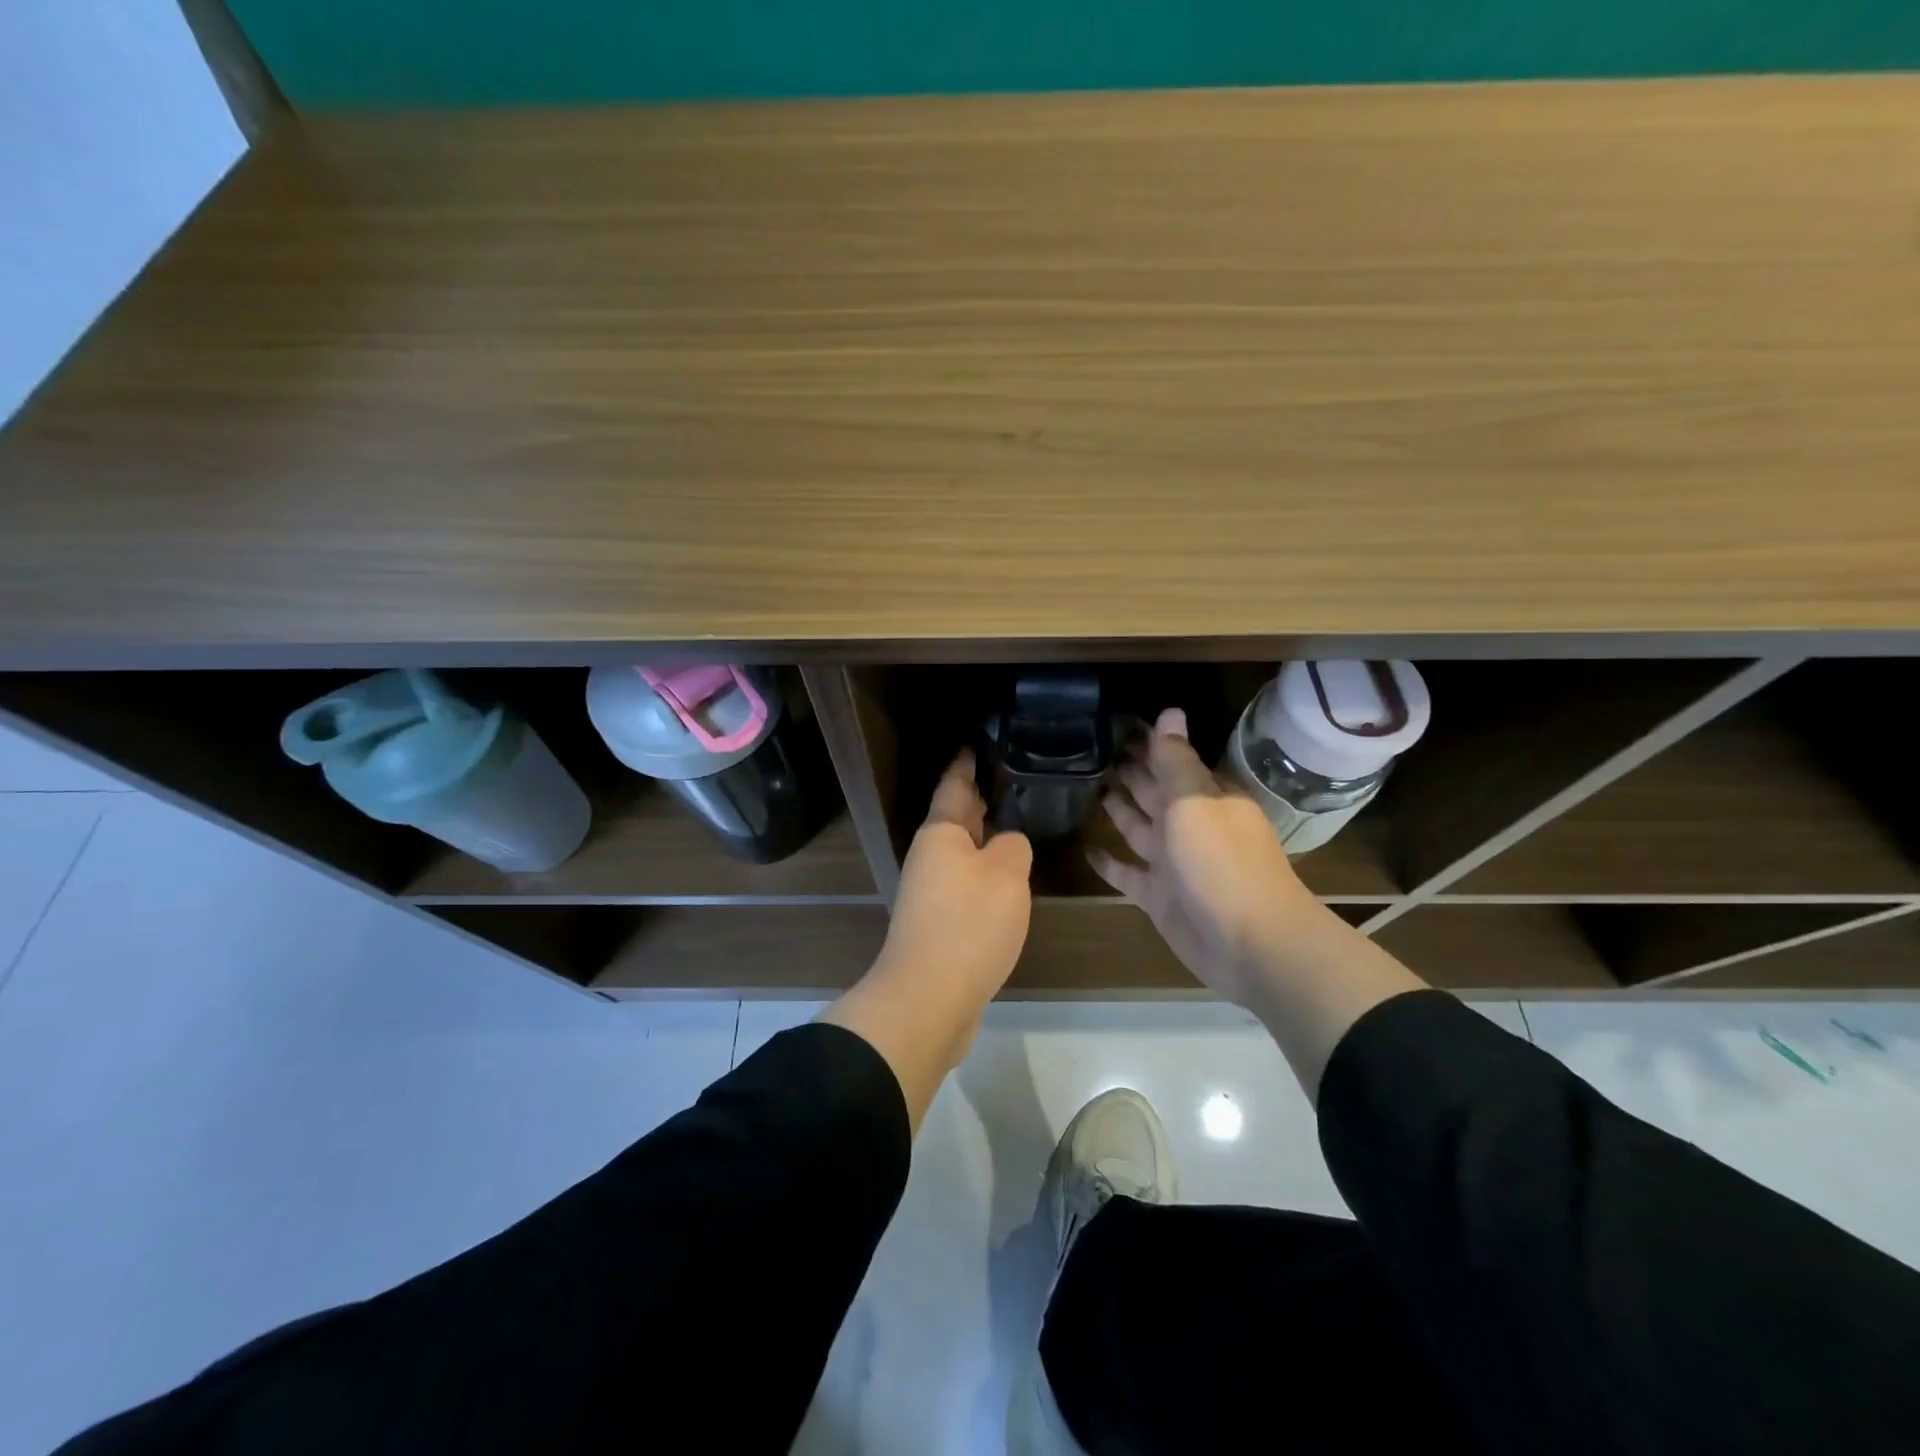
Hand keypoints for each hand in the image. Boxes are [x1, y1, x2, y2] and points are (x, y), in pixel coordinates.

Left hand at [875, 750, 1032, 1005]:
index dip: (966, 762)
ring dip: (984, 839)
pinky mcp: (939, 925)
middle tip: (1009, 778)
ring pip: (962, 854)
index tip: (978, 741)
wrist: (929, 998)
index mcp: (941, 834)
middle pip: (957, 819)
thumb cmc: (968, 924)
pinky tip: (1006, 881)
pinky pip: (965, 886)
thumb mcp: (1006, 874)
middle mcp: (930, 858)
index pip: (954, 785)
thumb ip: (1013, 847)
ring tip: (1016, 824)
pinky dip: (985, 875)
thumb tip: (1006, 844)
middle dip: (979, 799)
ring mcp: (930, 894)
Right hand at [1088, 708, 1323, 1007]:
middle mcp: (1190, 825)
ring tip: (1088, 786)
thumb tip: (1170, 711)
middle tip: (1095, 749)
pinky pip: (1128, 873)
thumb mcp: (1195, 801)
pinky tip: (1085, 848)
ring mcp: (1174, 863)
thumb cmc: (1221, 861)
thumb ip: (1175, 760)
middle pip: (1154, 792)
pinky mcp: (1159, 897)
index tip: (1116, 724)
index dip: (1148, 743)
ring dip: (1118, 809)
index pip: (1173, 761)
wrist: (1249, 942)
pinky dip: (1109, 863)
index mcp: (1206, 797)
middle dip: (1131, 772)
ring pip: (1139, 828)